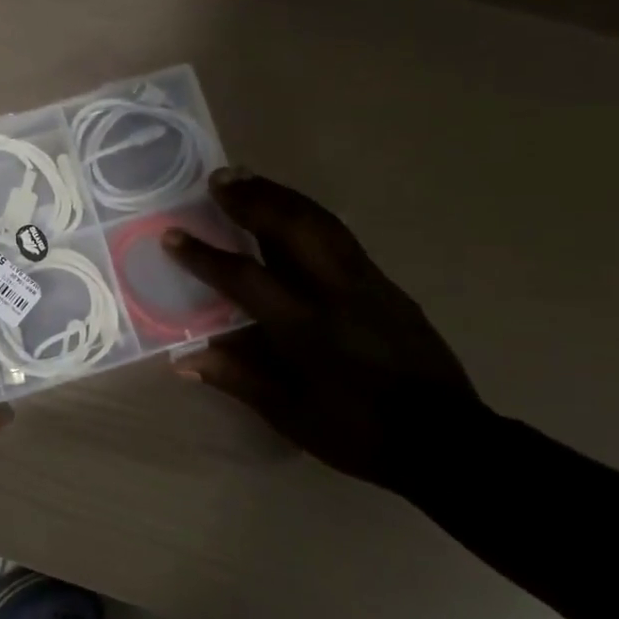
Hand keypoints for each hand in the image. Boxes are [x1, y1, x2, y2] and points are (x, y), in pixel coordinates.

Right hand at [163, 169, 477, 488]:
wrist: (446, 439)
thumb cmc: (358, 433)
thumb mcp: (290, 415)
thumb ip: (238, 378)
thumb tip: (186, 359)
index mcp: (305, 328)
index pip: (245, 278)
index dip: (204, 255)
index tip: (173, 235)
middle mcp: (336, 292)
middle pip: (292, 227)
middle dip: (253, 198)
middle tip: (219, 178)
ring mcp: (367, 283)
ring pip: (321, 222)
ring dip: (282, 195)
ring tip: (250, 179)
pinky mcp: (388, 285)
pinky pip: (341, 236)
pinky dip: (309, 215)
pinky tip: (294, 214)